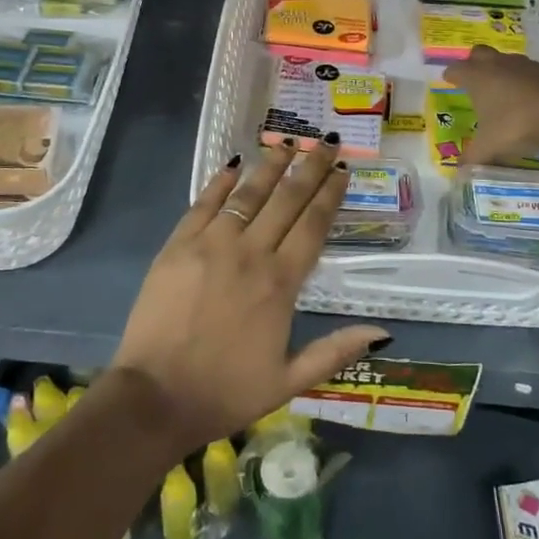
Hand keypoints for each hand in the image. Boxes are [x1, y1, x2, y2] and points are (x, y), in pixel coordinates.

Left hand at [111, 140, 389, 451]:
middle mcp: (250, 253)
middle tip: (326, 141)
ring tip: (288, 142)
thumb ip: (335, 351)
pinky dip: (220, 182)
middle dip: (309, 167)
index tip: (342, 170)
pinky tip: (234, 164)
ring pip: (248, 194)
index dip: (330, 194)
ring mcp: (211, 244)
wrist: (155, 398)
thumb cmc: (225, 392)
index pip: (313, 225)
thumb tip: (383, 333)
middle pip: (286, 199)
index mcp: (280, 283)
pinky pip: (204, 203)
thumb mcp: (289, 381)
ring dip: (271, 165)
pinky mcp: (178, 246)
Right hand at [445, 45, 538, 167]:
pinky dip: (526, 81)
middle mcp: (497, 64)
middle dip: (473, 63)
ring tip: (502, 91)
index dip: (451, 75)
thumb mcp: (491, 147)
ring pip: (506, 60)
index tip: (448, 80)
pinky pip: (530, 71)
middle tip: (473, 79)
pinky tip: (530, 99)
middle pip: (479, 54)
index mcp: (477, 78)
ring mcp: (525, 64)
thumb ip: (473, 158)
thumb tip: (459, 171)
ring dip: (501, 71)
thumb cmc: (518, 123)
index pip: (456, 70)